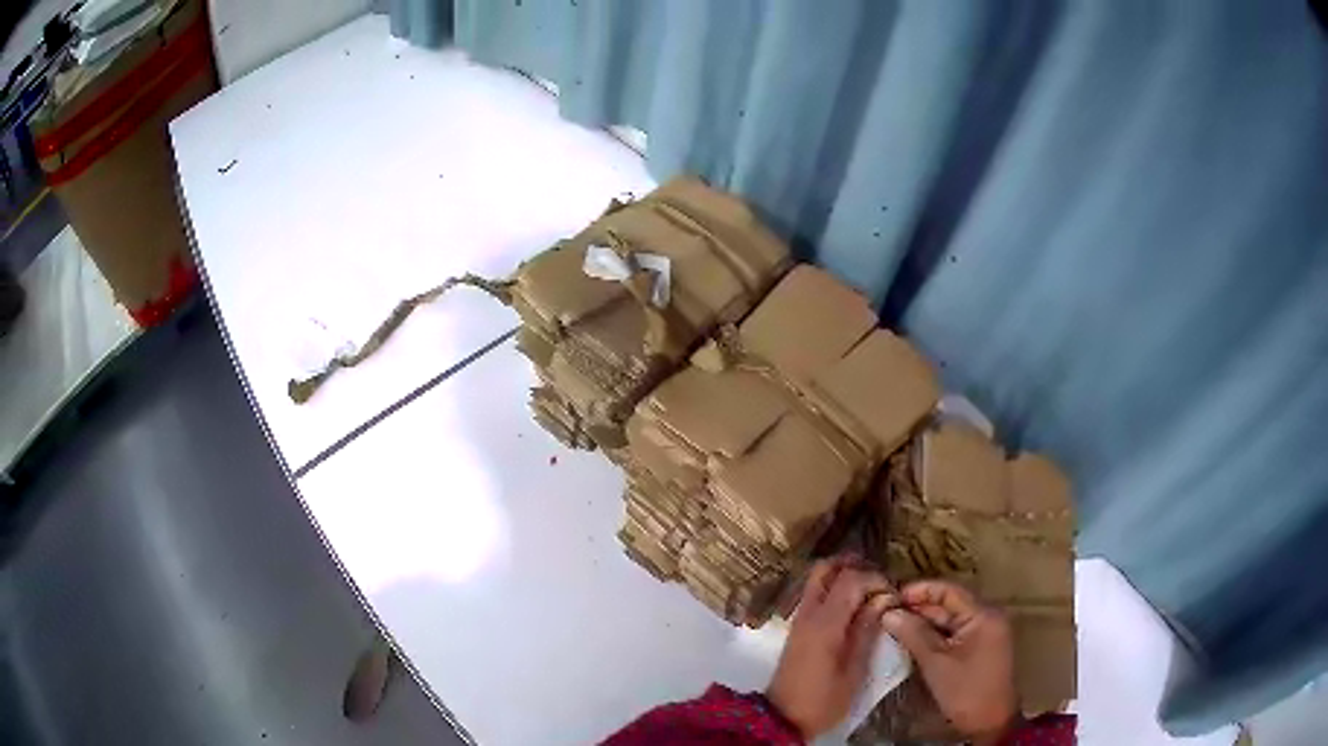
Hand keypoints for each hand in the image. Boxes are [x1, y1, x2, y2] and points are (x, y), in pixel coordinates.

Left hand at [766, 557, 895, 738]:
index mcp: (825, 623)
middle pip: (826, 569)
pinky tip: (854, 606)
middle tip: (880, 581)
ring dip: (843, 576)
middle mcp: (808, 613)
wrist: (782, 719)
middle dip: (855, 566)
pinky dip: (834, 590)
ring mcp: (799, 619)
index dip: (876, 579)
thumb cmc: (824, 700)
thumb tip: (883, 600)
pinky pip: (814, 595)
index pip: (850, 579)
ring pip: (817, 579)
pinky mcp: (797, 629)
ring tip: (870, 591)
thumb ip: (867, 631)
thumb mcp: (854, 670)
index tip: (894, 595)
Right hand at [881, 581, 1018, 744]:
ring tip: (894, 625)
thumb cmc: (965, 690)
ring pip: (951, 618)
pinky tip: (913, 639)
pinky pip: (955, 632)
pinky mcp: (981, 646)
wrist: (990, 721)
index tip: (891, 597)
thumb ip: (914, 634)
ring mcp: (986, 631)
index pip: (949, 590)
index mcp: (983, 614)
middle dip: (919, 607)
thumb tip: (889, 613)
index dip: (919, 590)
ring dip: (925, 621)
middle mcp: (988, 616)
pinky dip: (935, 634)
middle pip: (950, 603)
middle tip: (887, 613)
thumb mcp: (936, 662)